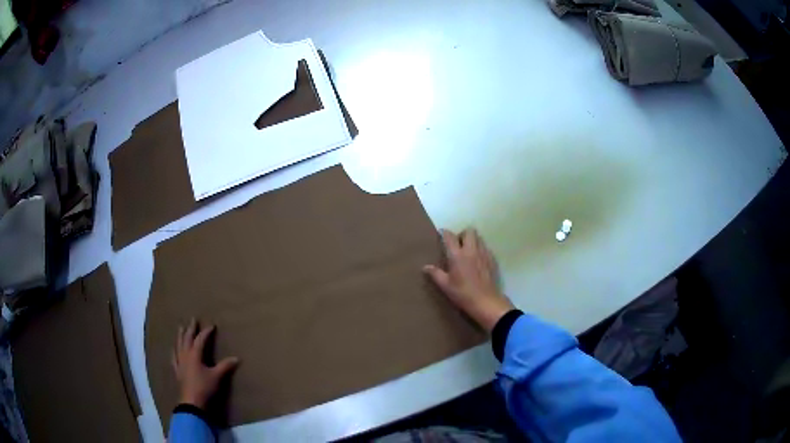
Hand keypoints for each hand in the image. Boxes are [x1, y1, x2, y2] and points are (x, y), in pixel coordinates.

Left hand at [172, 319, 238, 409]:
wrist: (192, 401)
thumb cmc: (204, 387)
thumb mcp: (217, 377)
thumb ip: (225, 366)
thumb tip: (237, 358)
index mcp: (195, 354)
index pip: (200, 339)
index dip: (206, 332)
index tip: (212, 325)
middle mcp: (185, 355)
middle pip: (187, 338)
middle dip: (191, 329)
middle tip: (193, 319)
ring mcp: (180, 362)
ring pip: (179, 345)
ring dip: (180, 336)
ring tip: (181, 327)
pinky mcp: (177, 370)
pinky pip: (174, 356)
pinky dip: (174, 350)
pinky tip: (174, 348)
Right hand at [423, 228, 513, 331]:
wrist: (486, 302)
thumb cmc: (463, 294)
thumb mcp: (445, 286)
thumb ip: (435, 274)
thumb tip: (425, 267)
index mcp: (457, 255)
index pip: (450, 236)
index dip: (444, 233)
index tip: (441, 234)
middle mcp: (471, 250)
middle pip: (469, 231)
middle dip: (462, 234)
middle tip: (457, 245)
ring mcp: (484, 254)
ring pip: (479, 238)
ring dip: (472, 240)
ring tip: (467, 251)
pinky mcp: (492, 260)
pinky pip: (486, 248)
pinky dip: (480, 249)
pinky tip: (477, 261)